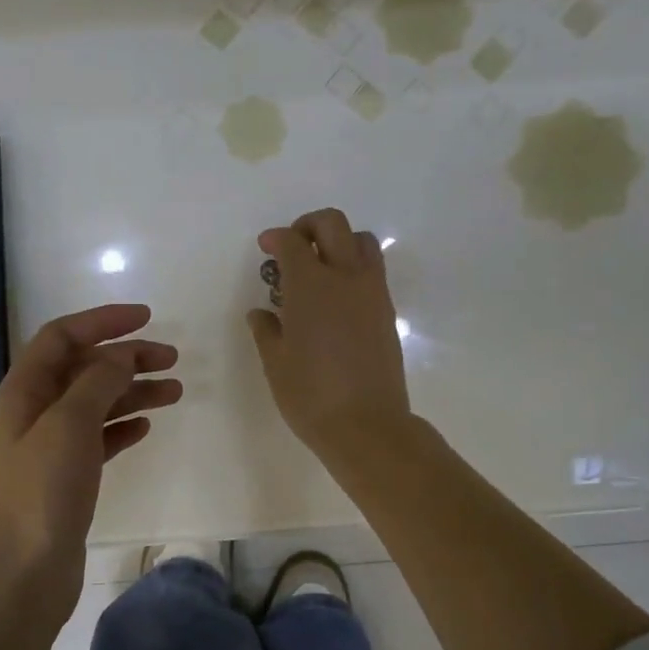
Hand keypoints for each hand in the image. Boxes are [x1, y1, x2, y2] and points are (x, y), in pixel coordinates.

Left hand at [0, 304, 180, 605]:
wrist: (25, 568)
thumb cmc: (43, 489)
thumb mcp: (71, 422)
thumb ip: (98, 380)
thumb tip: (122, 354)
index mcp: (25, 389)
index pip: (63, 336)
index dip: (103, 321)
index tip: (147, 317)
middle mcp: (35, 410)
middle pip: (85, 368)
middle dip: (127, 357)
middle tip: (172, 358)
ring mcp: (51, 445)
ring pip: (98, 402)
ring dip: (134, 391)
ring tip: (175, 391)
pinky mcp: (68, 475)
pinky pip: (100, 437)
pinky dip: (123, 426)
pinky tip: (146, 426)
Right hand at [247, 208, 411, 468]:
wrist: (366, 425)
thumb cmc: (310, 395)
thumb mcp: (276, 363)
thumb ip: (267, 330)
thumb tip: (261, 313)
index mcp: (311, 286)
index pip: (293, 242)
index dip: (276, 238)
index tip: (265, 248)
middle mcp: (345, 278)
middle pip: (333, 224)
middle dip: (309, 225)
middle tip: (292, 247)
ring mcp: (372, 293)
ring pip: (362, 241)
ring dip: (339, 242)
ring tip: (320, 268)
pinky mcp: (387, 311)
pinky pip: (373, 270)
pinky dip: (354, 267)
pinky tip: (336, 298)